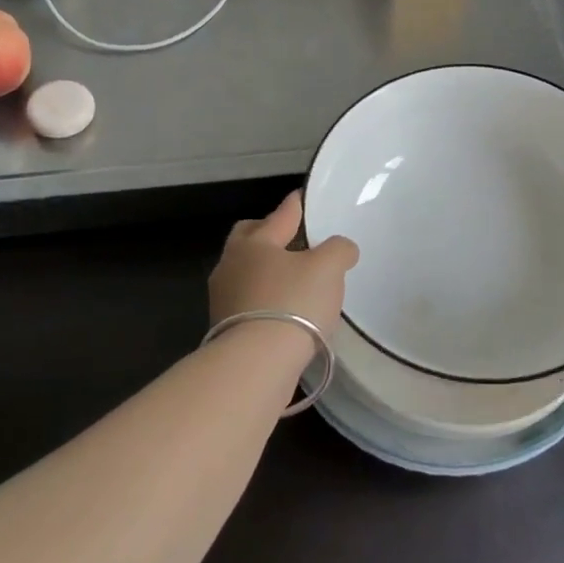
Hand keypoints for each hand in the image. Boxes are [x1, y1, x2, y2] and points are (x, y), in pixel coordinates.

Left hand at [208, 191, 358, 342]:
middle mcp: (231, 265)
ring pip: (246, 272)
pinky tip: (284, 311)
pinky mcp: (224, 330)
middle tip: (292, 238)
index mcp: (254, 242)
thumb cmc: (293, 303)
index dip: (295, 206)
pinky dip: (265, 300)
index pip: (279, 215)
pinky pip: (248, 302)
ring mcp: (223, 299)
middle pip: (249, 239)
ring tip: (293, 279)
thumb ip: (338, 250)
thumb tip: (341, 249)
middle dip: (268, 234)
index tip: (302, 198)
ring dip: (266, 271)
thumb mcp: (328, 268)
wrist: (256, 365)